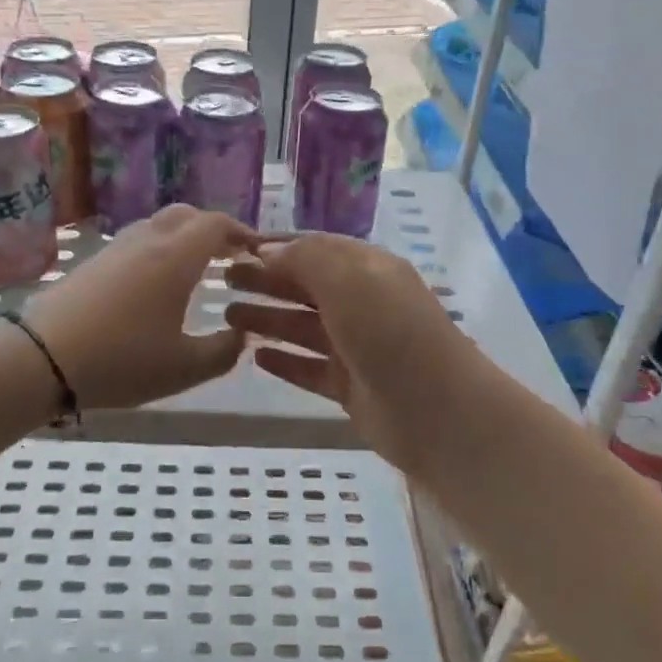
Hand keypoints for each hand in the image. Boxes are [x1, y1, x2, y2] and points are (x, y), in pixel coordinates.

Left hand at [26, 205, 256, 410]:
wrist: (41, 357)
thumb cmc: (122, 360)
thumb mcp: (184, 368)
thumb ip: (224, 351)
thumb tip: (242, 334)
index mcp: (176, 257)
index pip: (216, 224)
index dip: (241, 232)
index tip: (256, 251)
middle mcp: (148, 240)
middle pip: (187, 215)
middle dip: (213, 229)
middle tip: (229, 255)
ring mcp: (116, 248)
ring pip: (158, 225)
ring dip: (183, 237)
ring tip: (196, 268)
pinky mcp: (93, 261)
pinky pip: (137, 241)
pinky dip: (158, 249)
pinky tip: (156, 283)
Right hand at [224, 233, 494, 475]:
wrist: (439, 414)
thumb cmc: (392, 335)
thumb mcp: (350, 281)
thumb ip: (307, 259)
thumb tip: (269, 250)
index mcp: (368, 269)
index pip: (315, 248)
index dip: (276, 246)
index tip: (234, 249)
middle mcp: (363, 303)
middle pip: (306, 286)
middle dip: (265, 280)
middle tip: (222, 282)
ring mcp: (357, 347)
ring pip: (303, 327)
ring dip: (268, 319)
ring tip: (228, 316)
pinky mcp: (351, 386)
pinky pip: (310, 368)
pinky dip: (285, 361)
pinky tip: (256, 357)